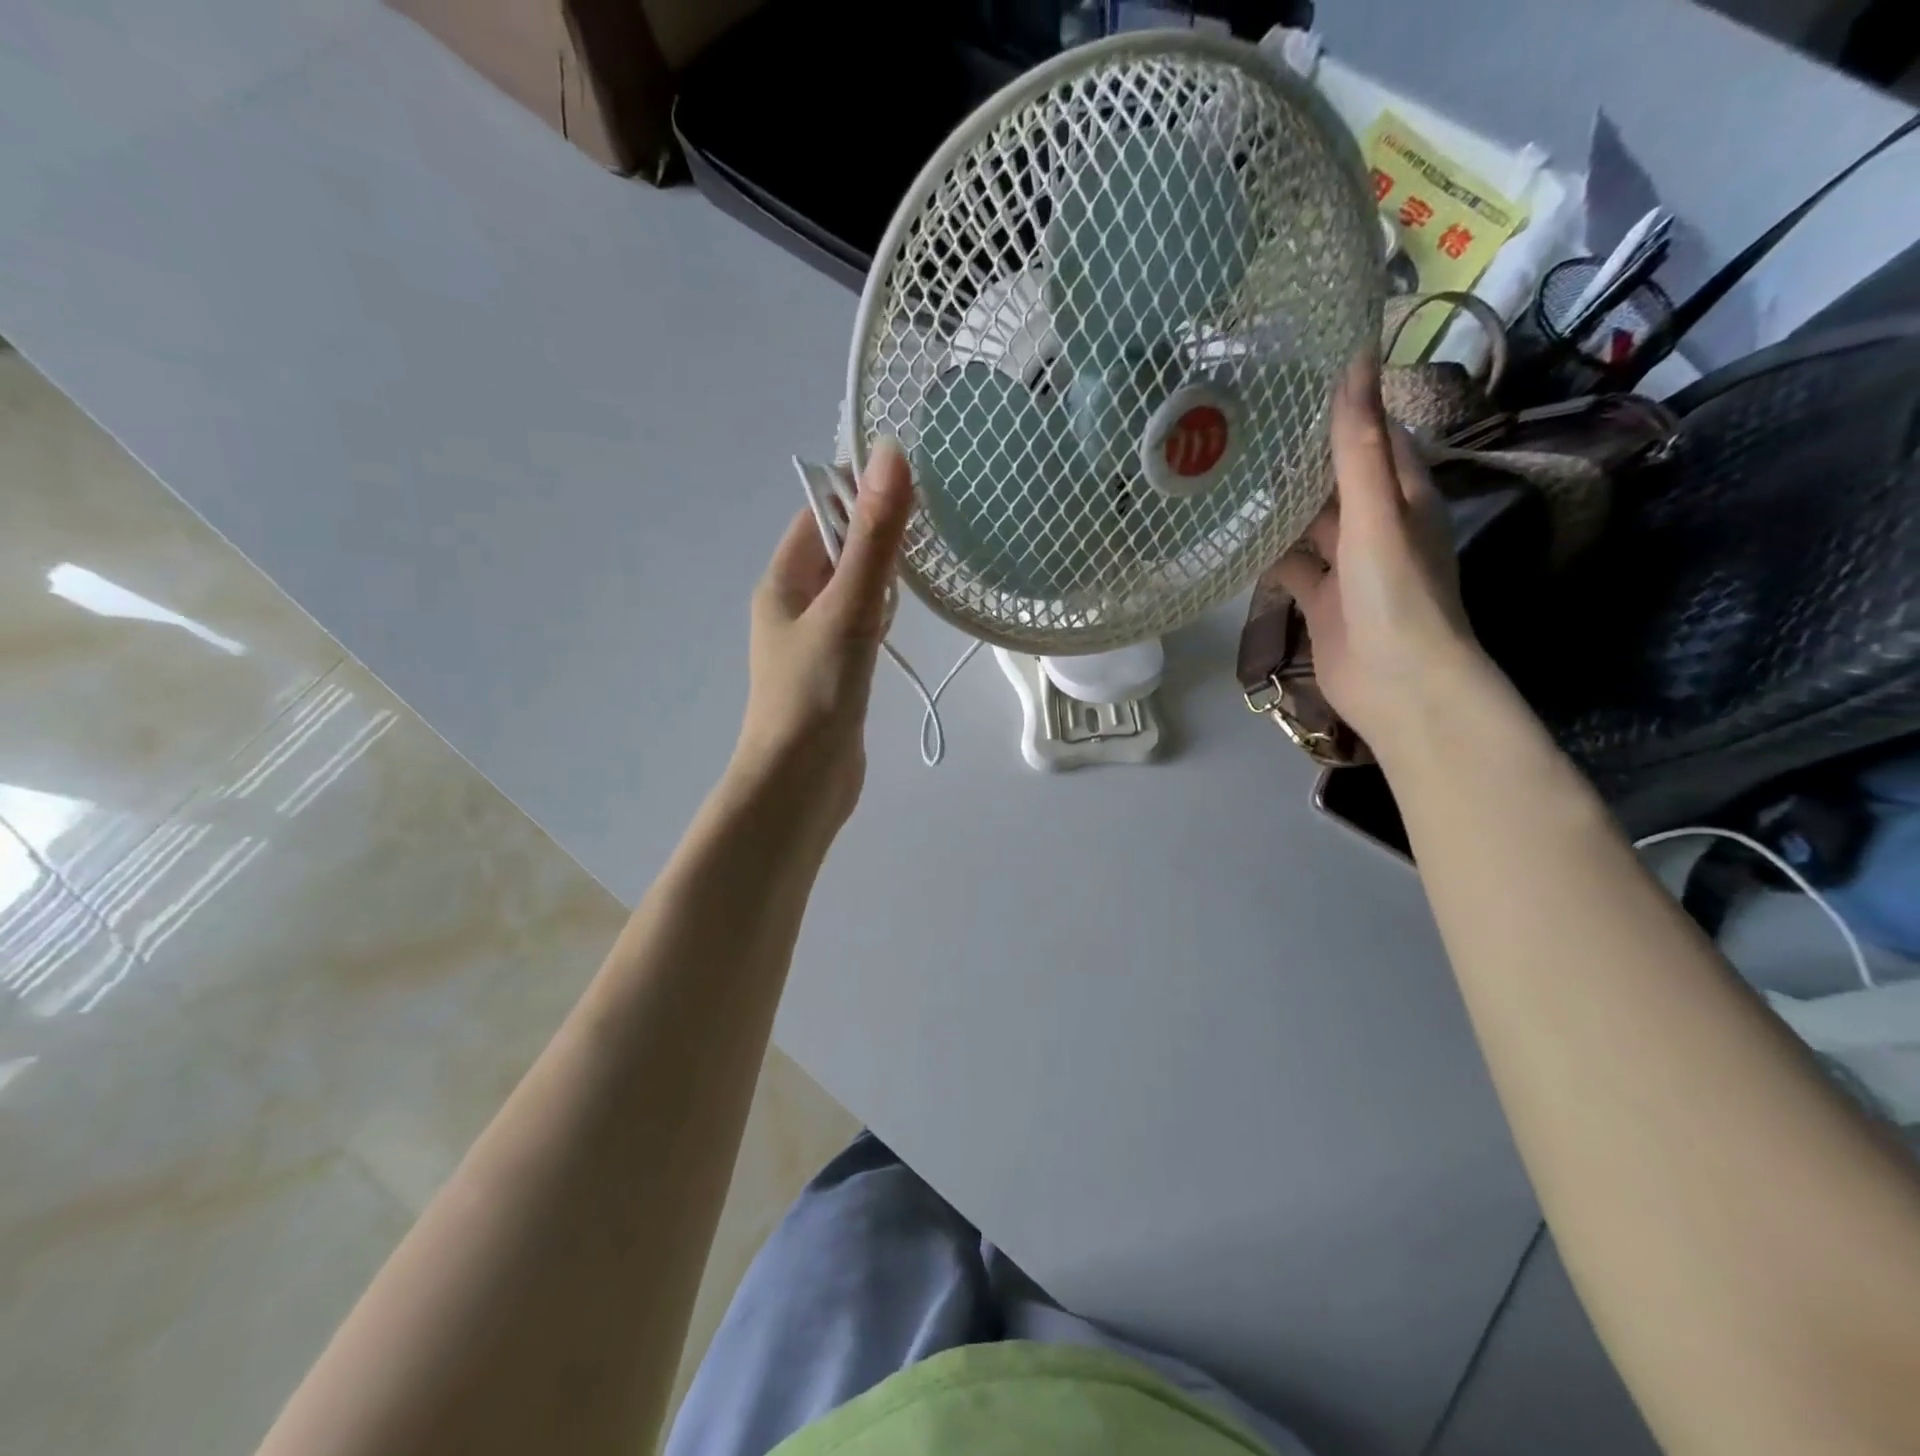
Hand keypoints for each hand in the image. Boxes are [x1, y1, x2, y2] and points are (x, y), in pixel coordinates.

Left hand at [732, 440, 913, 833]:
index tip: (913, 490)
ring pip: (851, 589)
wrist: (801, 784)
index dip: (861, 494)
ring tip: (920, 576)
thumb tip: (891, 454)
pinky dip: (881, 616)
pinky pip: (858, 625)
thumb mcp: (849, 607)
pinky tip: (900, 625)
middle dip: (877, 536)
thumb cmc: (817, 693)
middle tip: (927, 534)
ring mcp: (812, 641)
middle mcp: (791, 604)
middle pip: (838, 549)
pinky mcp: (833, 671)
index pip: (820, 513)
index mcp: (782, 580)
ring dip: (882, 578)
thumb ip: (873, 537)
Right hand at [1271, 358, 1486, 760]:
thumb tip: (1354, 364)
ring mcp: (1348, 566)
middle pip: (1338, 479)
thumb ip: (1359, 446)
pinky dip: (1268, 552)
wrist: (1396, 684)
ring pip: (1311, 524)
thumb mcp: (1377, 513)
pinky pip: (1291, 566)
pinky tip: (1234, 536)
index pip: (1377, 436)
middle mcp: (1377, 525)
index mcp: (1404, 496)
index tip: (1297, 381)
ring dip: (1281, 505)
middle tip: (1247, 427)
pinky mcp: (1320, 600)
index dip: (1346, 408)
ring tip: (1232, 472)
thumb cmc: (1395, 592)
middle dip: (1303, 456)